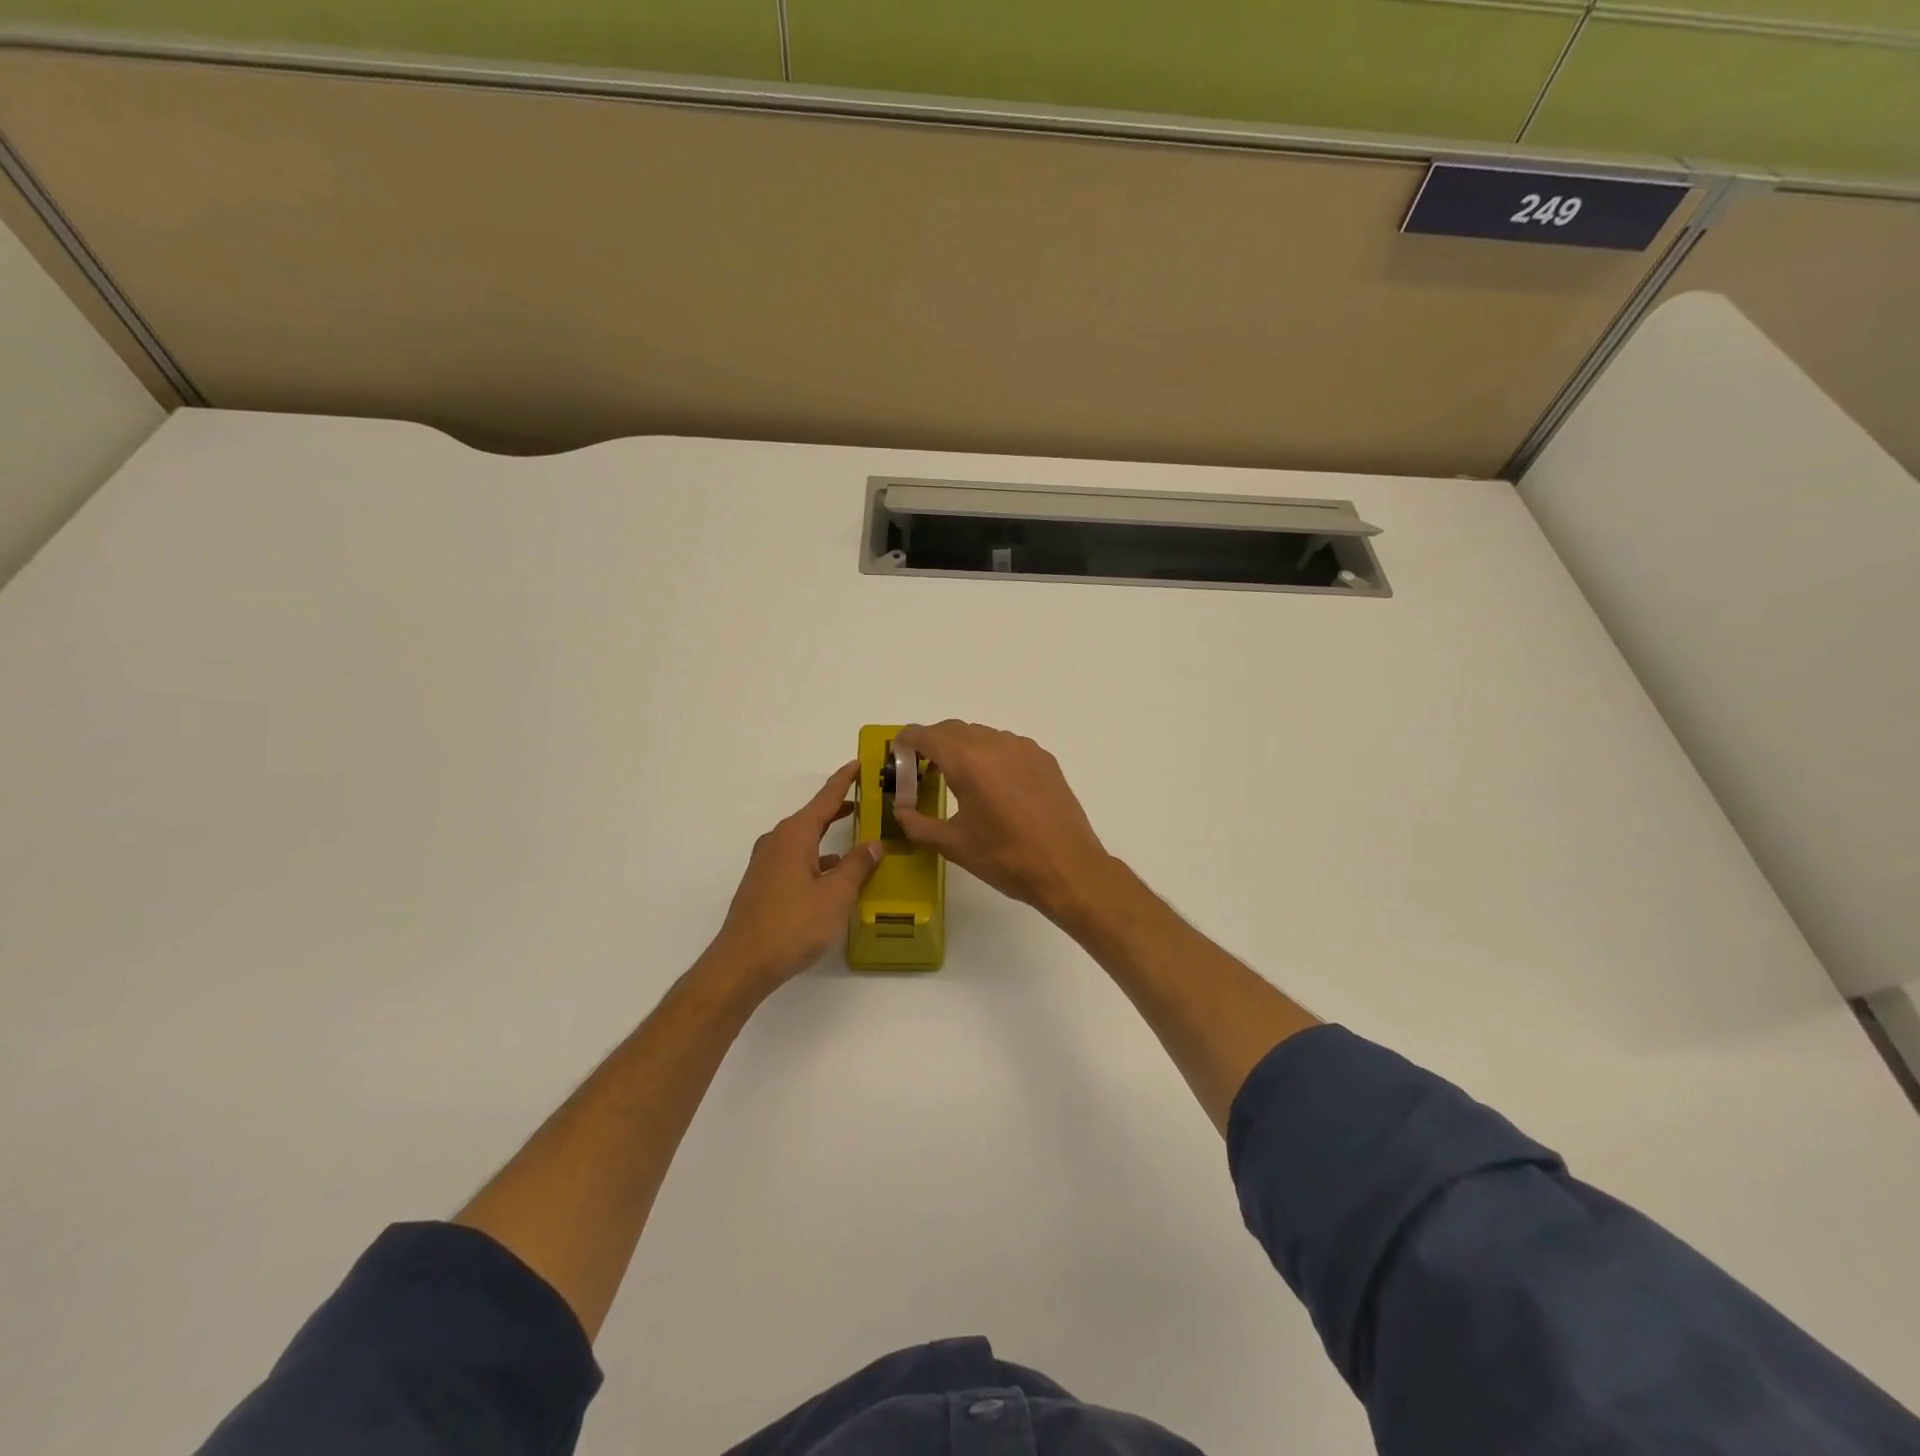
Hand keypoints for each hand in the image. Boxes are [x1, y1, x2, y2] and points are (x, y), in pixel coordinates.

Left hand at [703, 762, 882, 996]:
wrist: (742, 964)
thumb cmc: (793, 925)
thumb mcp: (836, 895)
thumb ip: (856, 866)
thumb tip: (874, 843)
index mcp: (795, 835)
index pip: (825, 799)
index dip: (844, 780)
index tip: (859, 762)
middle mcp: (777, 841)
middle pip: (813, 816)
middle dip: (839, 808)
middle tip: (867, 799)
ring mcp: (766, 863)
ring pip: (804, 840)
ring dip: (828, 836)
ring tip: (857, 838)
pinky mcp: (762, 883)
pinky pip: (796, 859)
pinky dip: (816, 858)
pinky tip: (832, 875)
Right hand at [894, 721, 1114, 920]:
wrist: (1067, 868)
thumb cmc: (1006, 858)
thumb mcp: (954, 845)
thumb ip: (918, 825)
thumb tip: (901, 812)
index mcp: (968, 761)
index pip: (926, 735)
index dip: (906, 742)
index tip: (898, 757)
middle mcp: (995, 744)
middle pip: (952, 729)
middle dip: (932, 744)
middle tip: (922, 772)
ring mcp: (1023, 748)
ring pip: (981, 735)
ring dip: (962, 748)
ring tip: (958, 780)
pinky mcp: (1044, 758)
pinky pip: (1007, 745)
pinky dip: (990, 755)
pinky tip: (993, 787)